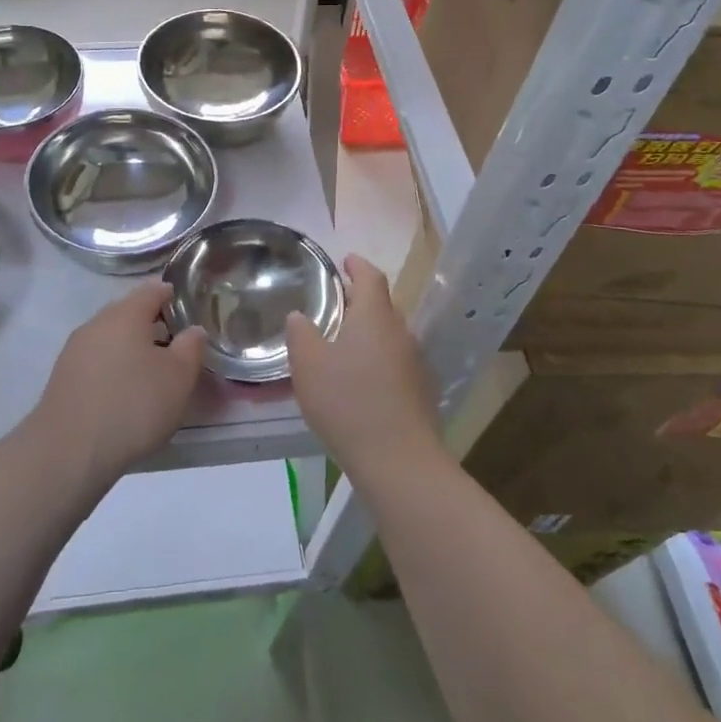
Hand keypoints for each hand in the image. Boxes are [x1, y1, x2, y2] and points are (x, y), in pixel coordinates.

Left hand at [29, 281, 205, 487]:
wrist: (68, 452)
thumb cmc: (133, 405)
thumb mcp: (179, 377)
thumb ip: (191, 347)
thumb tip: (193, 330)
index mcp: (126, 313)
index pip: (153, 289)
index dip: (172, 295)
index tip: (188, 310)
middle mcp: (97, 323)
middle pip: (129, 312)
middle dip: (152, 324)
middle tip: (176, 346)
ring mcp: (75, 350)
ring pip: (111, 338)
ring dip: (131, 349)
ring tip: (152, 373)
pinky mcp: (62, 378)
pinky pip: (96, 362)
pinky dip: (113, 369)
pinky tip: (124, 393)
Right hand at [287, 255, 439, 479]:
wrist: (398, 461)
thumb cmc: (348, 402)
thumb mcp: (309, 365)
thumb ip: (301, 334)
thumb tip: (299, 316)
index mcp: (375, 317)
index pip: (371, 276)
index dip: (357, 265)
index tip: (345, 260)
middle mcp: (401, 332)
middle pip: (382, 305)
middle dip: (360, 300)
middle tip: (335, 303)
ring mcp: (415, 363)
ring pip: (390, 335)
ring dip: (369, 332)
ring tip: (342, 342)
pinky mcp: (421, 391)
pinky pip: (396, 362)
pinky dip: (378, 359)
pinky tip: (360, 380)